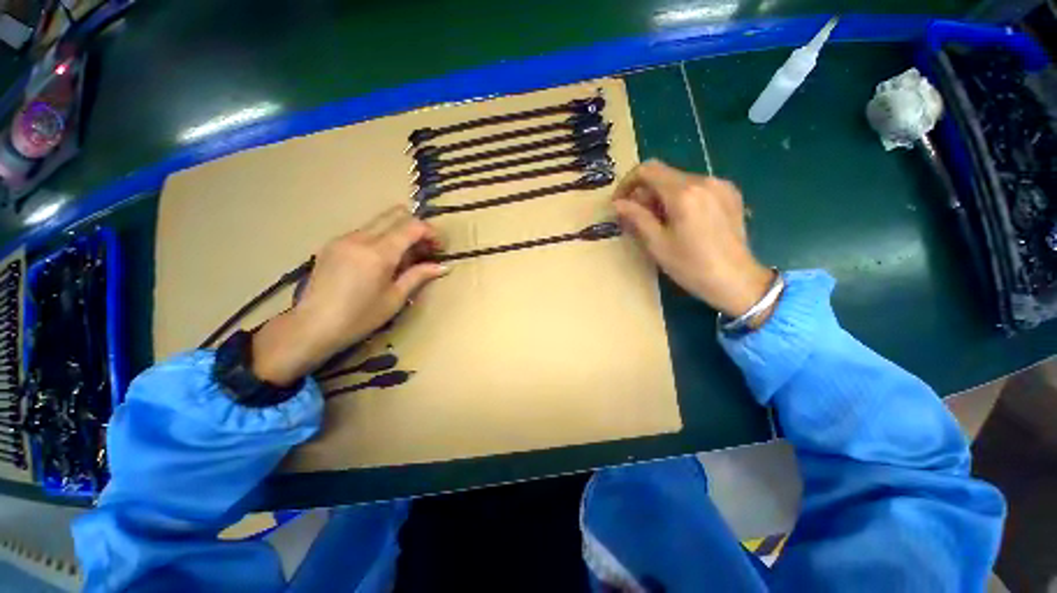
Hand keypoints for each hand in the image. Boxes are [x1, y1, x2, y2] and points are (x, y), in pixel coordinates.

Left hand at [252, 207, 447, 385]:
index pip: (412, 226)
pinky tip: (381, 262)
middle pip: (395, 214)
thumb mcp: (395, 298)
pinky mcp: (333, 244)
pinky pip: (364, 232)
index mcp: (378, 253)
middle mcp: (360, 238)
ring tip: (405, 258)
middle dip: (416, 227)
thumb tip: (443, 266)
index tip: (439, 248)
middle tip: (425, 249)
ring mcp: (343, 238)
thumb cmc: (359, 317)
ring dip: (398, 233)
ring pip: (379, 222)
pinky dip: (381, 239)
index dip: (431, 233)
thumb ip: (419, 276)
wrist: (312, 327)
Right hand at [611, 160, 773, 318]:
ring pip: (679, 181)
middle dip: (644, 193)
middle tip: (635, 218)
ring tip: (656, 222)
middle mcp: (704, 181)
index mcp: (683, 193)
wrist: (737, 280)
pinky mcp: (730, 194)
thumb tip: (618, 203)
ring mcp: (720, 186)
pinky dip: (680, 198)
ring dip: (661, 197)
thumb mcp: (657, 244)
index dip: (627, 183)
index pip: (647, 170)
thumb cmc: (691, 266)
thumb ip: (636, 217)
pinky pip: (696, 188)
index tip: (619, 203)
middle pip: (663, 175)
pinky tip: (680, 221)